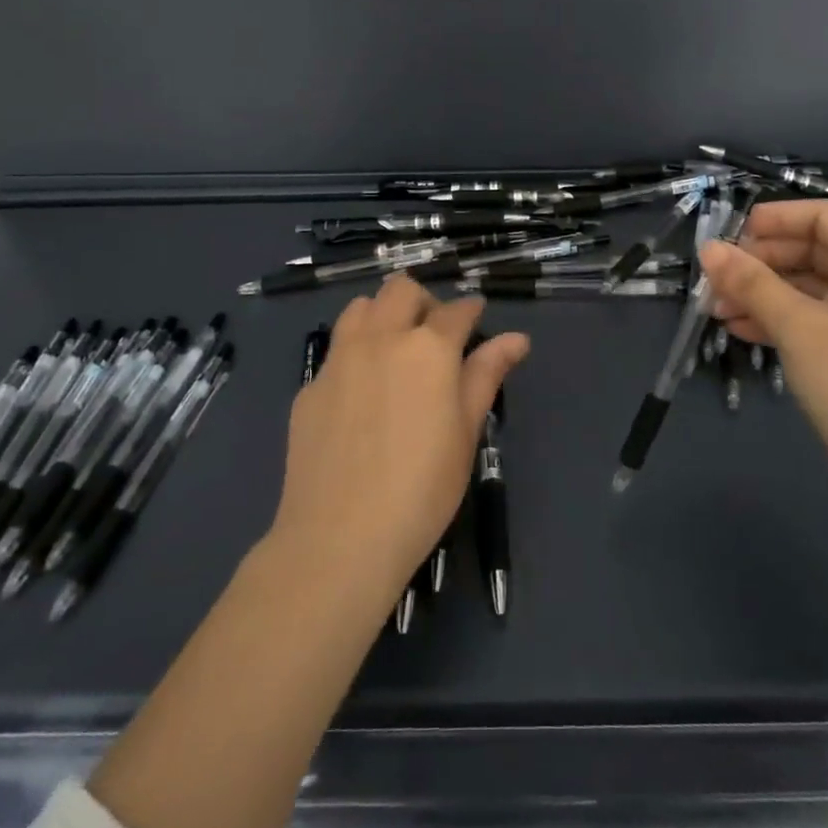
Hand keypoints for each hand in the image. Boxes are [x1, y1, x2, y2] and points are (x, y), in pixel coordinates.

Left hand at [270, 275, 529, 602]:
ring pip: (361, 307)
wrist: (339, 538)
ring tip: (393, 350)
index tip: (476, 318)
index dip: (471, 310)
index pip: (456, 310)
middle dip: (424, 302)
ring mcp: (339, 359)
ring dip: (382, 314)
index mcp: (428, 348)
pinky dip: (354, 354)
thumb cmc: (421, 489)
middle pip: (402, 289)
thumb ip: (486, 375)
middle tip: (434, 337)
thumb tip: (517, 337)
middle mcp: (382, 338)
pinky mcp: (310, 385)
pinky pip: (335, 350)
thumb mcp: (466, 433)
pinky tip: (360, 394)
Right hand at [699, 200, 827, 510]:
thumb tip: (708, 248)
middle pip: (814, 250)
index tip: (733, 233)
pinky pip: (814, 320)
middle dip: (762, 260)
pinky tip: (739, 329)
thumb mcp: (796, 325)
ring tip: (715, 307)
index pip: (826, 216)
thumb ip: (750, 282)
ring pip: (809, 288)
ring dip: (763, 293)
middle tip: (717, 276)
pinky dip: (778, 320)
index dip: (778, 217)